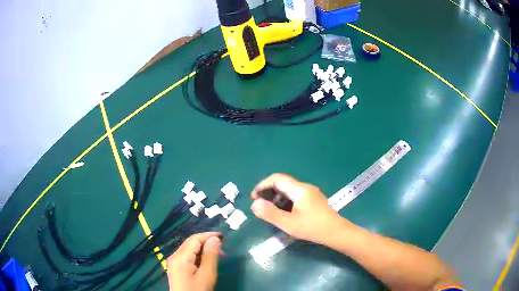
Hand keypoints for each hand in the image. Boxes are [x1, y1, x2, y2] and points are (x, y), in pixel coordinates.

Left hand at [166, 232, 220, 290]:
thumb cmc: (197, 290)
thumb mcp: (207, 274)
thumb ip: (210, 256)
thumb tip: (214, 239)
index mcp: (181, 257)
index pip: (194, 239)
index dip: (208, 235)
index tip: (223, 236)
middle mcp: (174, 256)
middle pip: (190, 243)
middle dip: (206, 242)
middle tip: (222, 249)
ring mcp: (173, 262)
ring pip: (188, 249)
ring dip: (202, 249)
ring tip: (216, 255)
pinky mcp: (175, 268)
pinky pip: (186, 256)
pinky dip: (197, 256)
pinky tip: (205, 262)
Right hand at [251, 173, 347, 244]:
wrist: (337, 232)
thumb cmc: (312, 228)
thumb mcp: (288, 223)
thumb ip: (270, 213)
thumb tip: (254, 204)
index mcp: (299, 189)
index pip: (277, 179)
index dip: (262, 185)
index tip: (254, 197)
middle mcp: (305, 187)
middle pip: (283, 183)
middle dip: (268, 191)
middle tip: (260, 205)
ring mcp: (311, 193)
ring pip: (289, 189)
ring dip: (277, 197)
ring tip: (270, 210)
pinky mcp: (314, 199)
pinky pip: (296, 195)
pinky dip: (285, 201)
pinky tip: (284, 213)